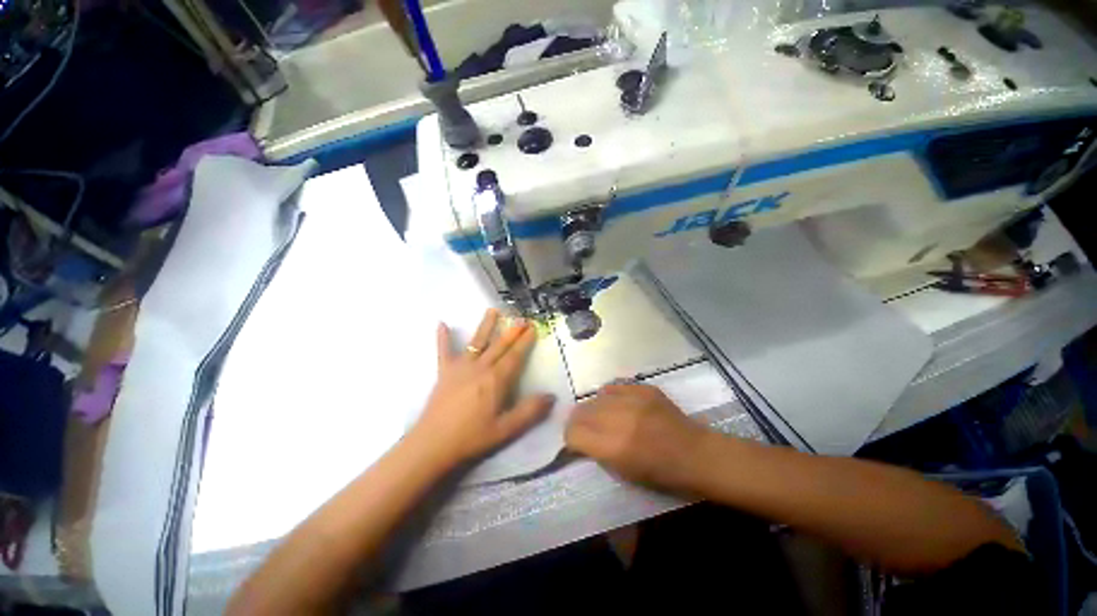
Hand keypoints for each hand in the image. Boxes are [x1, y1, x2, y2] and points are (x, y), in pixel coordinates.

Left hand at [410, 309, 553, 469]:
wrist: (432, 445)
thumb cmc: (472, 437)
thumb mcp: (506, 429)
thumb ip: (530, 411)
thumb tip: (551, 396)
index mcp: (496, 379)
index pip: (515, 355)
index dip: (525, 341)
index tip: (533, 327)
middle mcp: (480, 367)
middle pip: (499, 345)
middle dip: (512, 330)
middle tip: (521, 317)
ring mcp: (460, 367)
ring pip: (476, 341)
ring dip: (485, 325)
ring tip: (492, 310)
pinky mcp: (444, 372)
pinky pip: (443, 351)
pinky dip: (443, 338)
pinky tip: (441, 324)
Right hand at [565, 384, 708, 491]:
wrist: (696, 455)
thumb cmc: (662, 475)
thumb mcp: (624, 474)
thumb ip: (597, 452)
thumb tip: (579, 438)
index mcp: (614, 447)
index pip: (573, 433)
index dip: (570, 438)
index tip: (575, 442)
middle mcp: (619, 419)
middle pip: (581, 412)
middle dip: (578, 422)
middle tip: (584, 428)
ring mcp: (633, 399)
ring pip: (595, 397)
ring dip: (593, 408)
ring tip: (601, 416)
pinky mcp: (643, 388)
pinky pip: (614, 387)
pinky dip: (610, 397)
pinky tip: (616, 405)